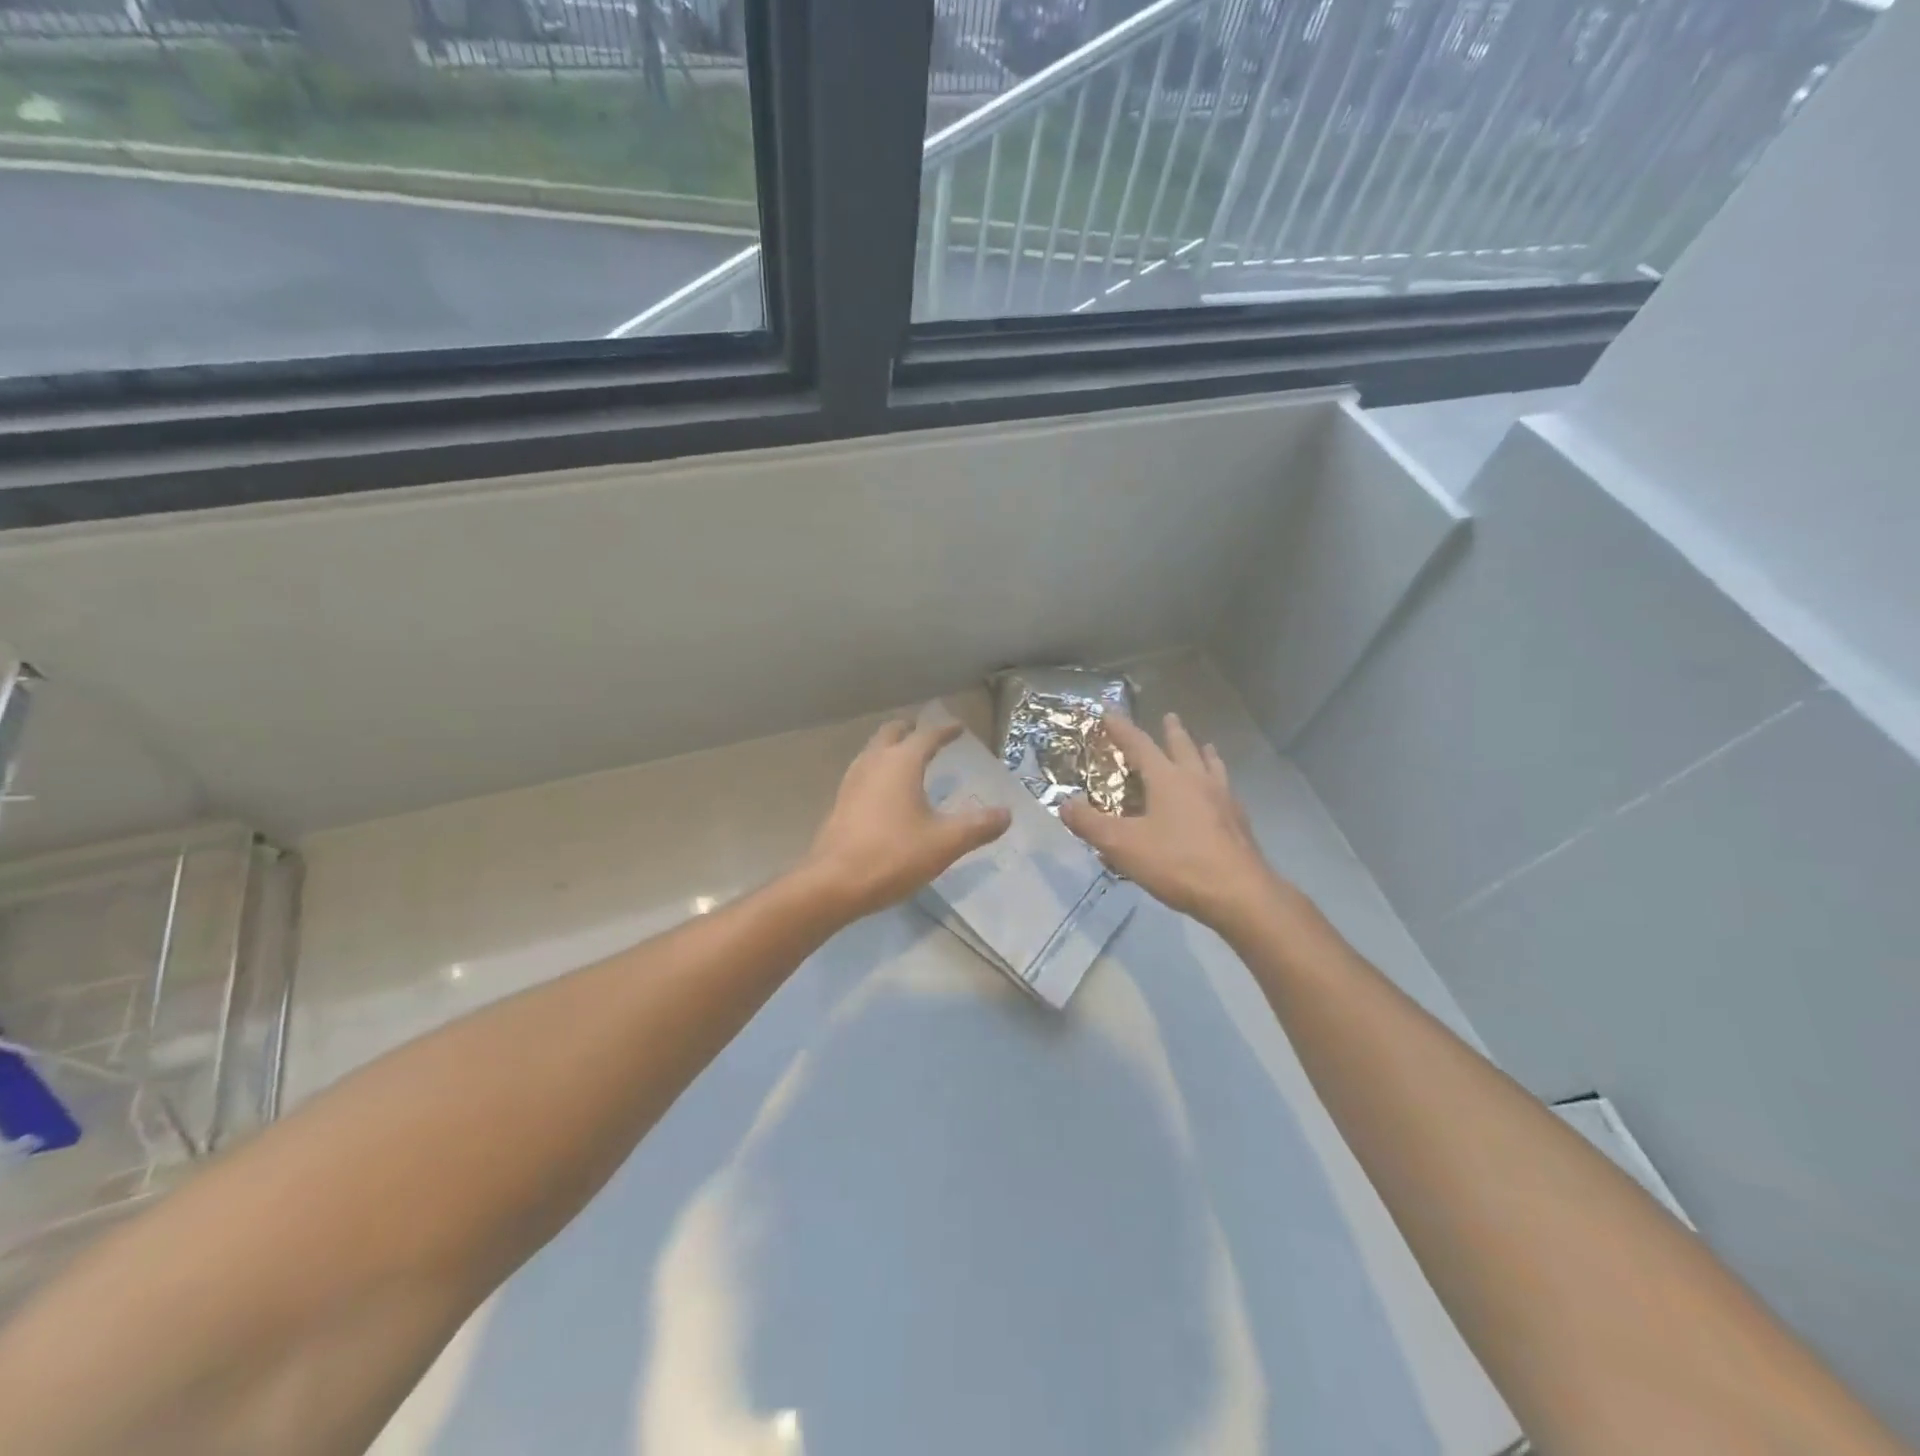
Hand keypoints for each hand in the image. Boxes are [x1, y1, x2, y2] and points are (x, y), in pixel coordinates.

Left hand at [800, 719, 1011, 920]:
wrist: (834, 883)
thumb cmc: (893, 855)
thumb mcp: (945, 842)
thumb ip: (978, 826)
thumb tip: (1006, 814)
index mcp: (901, 763)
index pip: (926, 736)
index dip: (945, 730)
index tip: (958, 727)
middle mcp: (873, 763)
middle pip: (891, 733)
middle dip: (910, 730)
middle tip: (927, 734)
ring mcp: (852, 782)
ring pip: (872, 751)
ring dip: (890, 748)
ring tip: (907, 759)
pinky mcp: (840, 803)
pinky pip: (863, 773)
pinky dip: (878, 769)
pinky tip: (886, 792)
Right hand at [1061, 713, 1286, 931]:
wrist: (1239, 894)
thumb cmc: (1177, 863)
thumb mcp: (1123, 845)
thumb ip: (1091, 824)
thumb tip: (1064, 803)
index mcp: (1168, 779)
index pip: (1140, 744)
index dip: (1122, 729)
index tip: (1110, 712)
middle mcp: (1197, 781)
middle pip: (1183, 747)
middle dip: (1172, 732)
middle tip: (1169, 716)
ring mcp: (1223, 800)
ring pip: (1212, 766)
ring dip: (1204, 753)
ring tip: (1205, 746)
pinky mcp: (1239, 822)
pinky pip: (1226, 791)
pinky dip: (1219, 782)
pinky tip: (1221, 795)